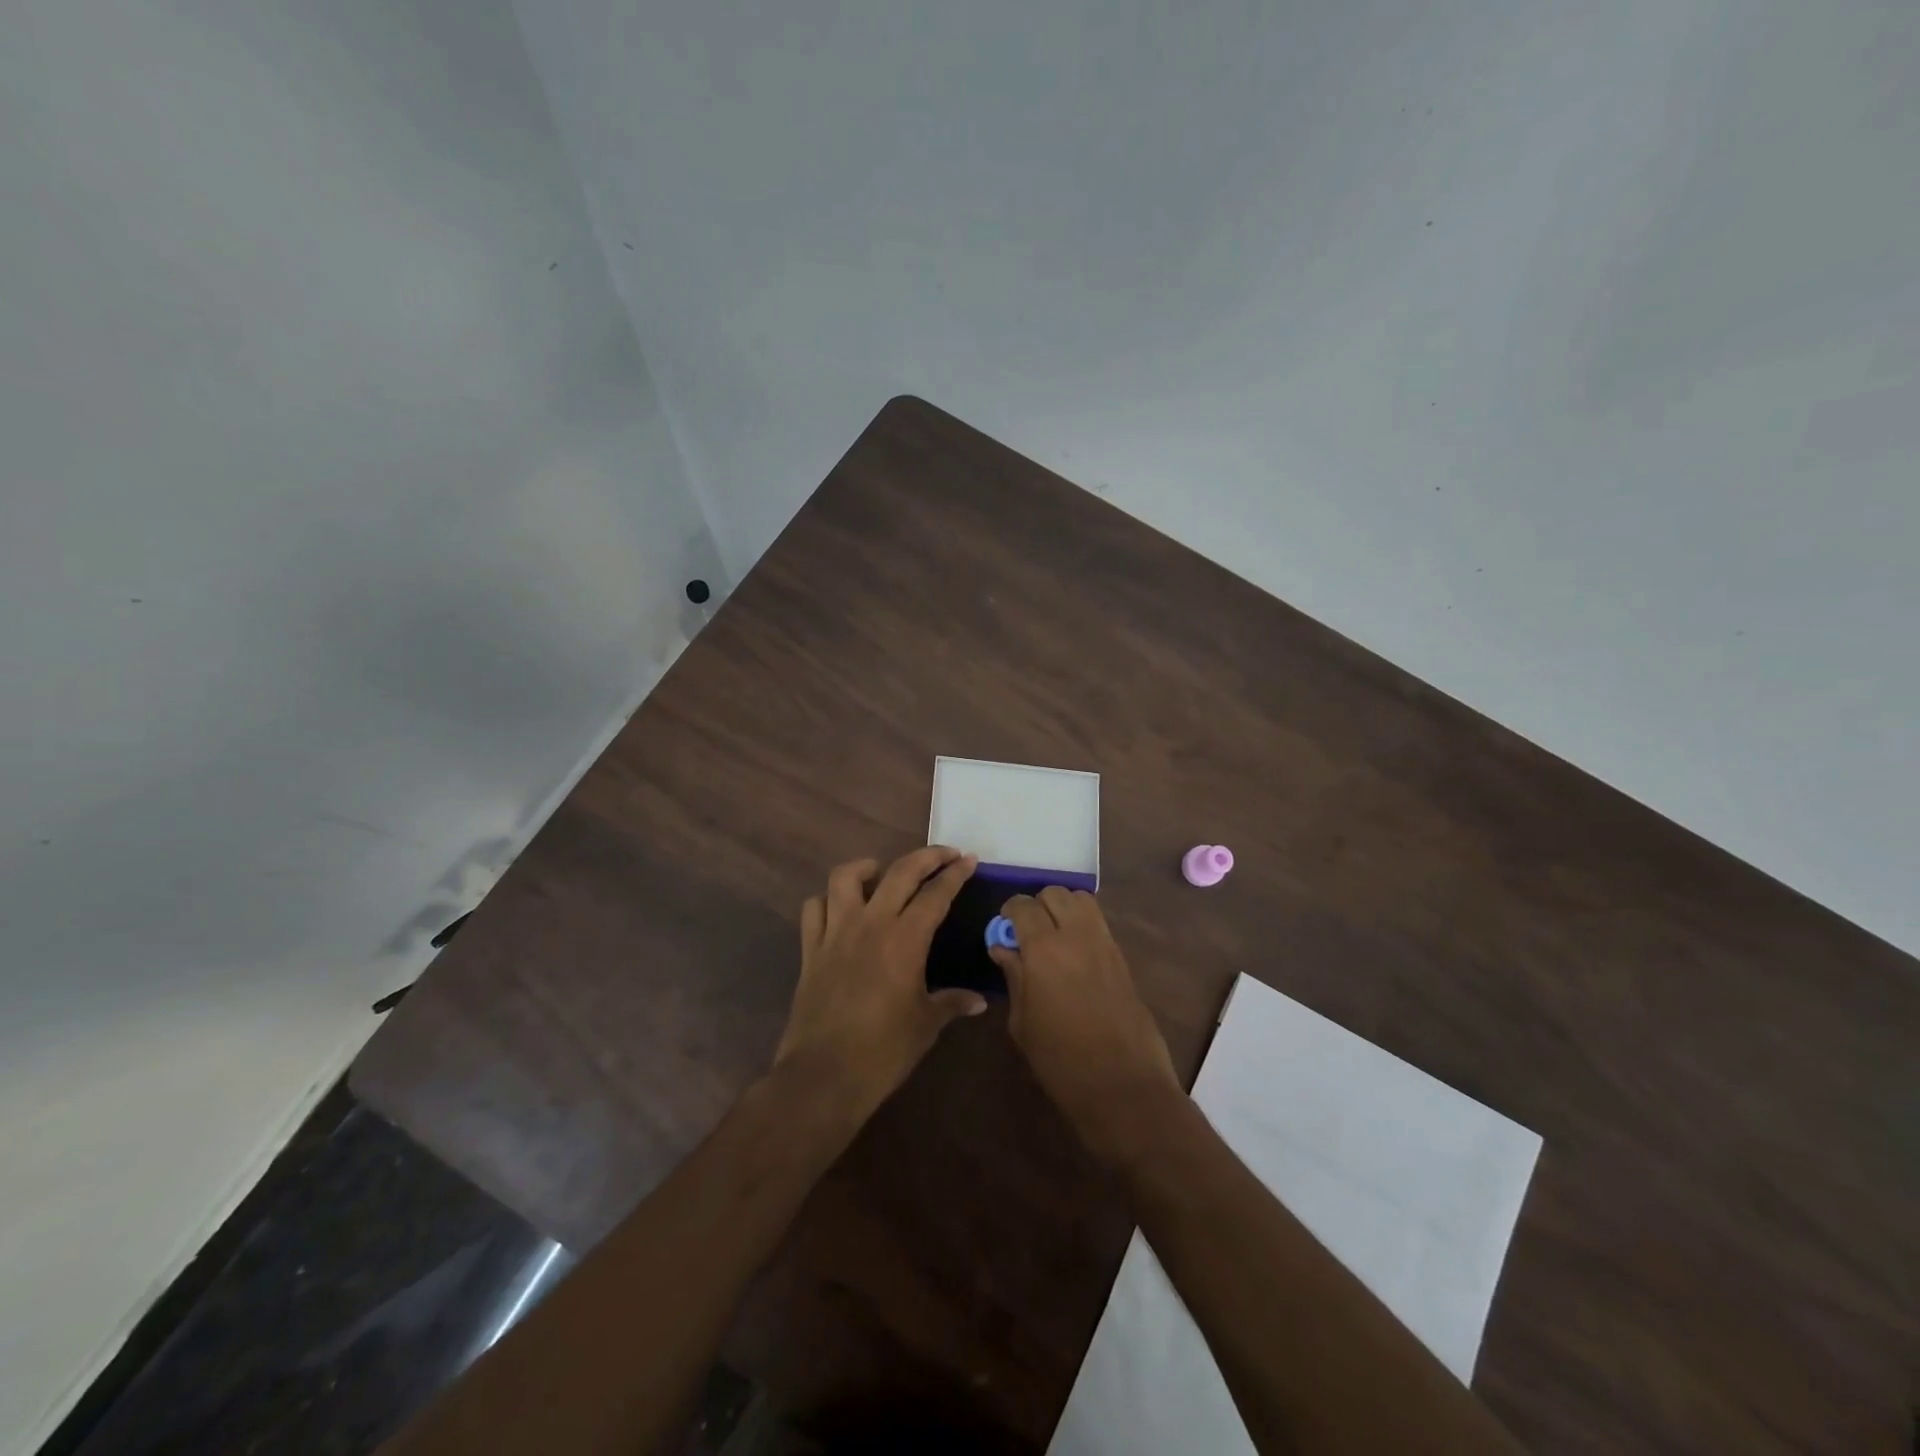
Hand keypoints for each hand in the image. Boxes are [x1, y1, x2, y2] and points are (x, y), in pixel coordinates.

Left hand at [773, 847, 986, 1120]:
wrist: (824, 1075)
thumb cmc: (883, 1051)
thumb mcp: (926, 1025)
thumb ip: (952, 1003)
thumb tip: (979, 1001)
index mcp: (905, 939)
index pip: (936, 894)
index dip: (955, 874)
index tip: (968, 860)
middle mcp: (870, 924)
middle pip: (900, 872)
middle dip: (926, 857)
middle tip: (945, 854)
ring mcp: (835, 933)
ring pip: (845, 877)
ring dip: (867, 867)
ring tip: (881, 873)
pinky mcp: (810, 949)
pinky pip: (814, 909)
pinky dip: (827, 901)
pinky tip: (840, 910)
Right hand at [990, 887, 1183, 1166]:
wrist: (1123, 1086)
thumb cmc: (1061, 1061)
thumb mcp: (1023, 1023)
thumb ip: (1014, 977)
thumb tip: (1003, 948)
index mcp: (1044, 949)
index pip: (1023, 906)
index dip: (1009, 911)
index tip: (1003, 928)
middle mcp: (1076, 935)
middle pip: (1055, 893)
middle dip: (1037, 905)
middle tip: (1027, 932)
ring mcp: (1104, 944)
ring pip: (1081, 900)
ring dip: (1063, 908)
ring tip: (1053, 936)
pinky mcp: (1122, 958)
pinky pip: (1099, 923)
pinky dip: (1083, 924)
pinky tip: (1074, 954)